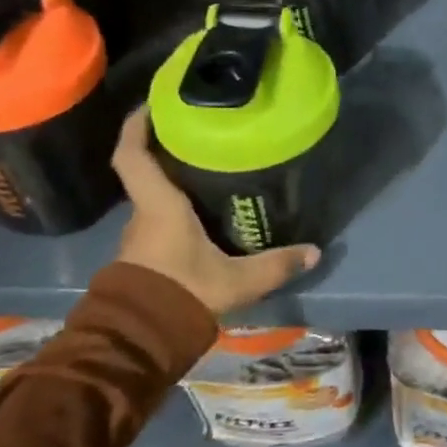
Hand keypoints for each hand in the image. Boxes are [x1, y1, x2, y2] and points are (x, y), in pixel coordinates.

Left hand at [112, 107, 320, 315]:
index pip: (132, 155)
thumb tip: (314, 251)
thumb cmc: (182, 294)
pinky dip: (175, 210)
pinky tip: (203, 216)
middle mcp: (143, 215)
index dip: (136, 125)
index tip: (154, 103)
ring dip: (174, 183)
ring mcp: (139, 237)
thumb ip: (275, 265)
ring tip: (210, 170)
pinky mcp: (143, 257)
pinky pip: (158, 221)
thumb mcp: (237, 281)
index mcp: (159, 206)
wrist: (139, 343)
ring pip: (155, 198)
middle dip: (168, 151)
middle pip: (148, 172)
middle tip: (202, 134)